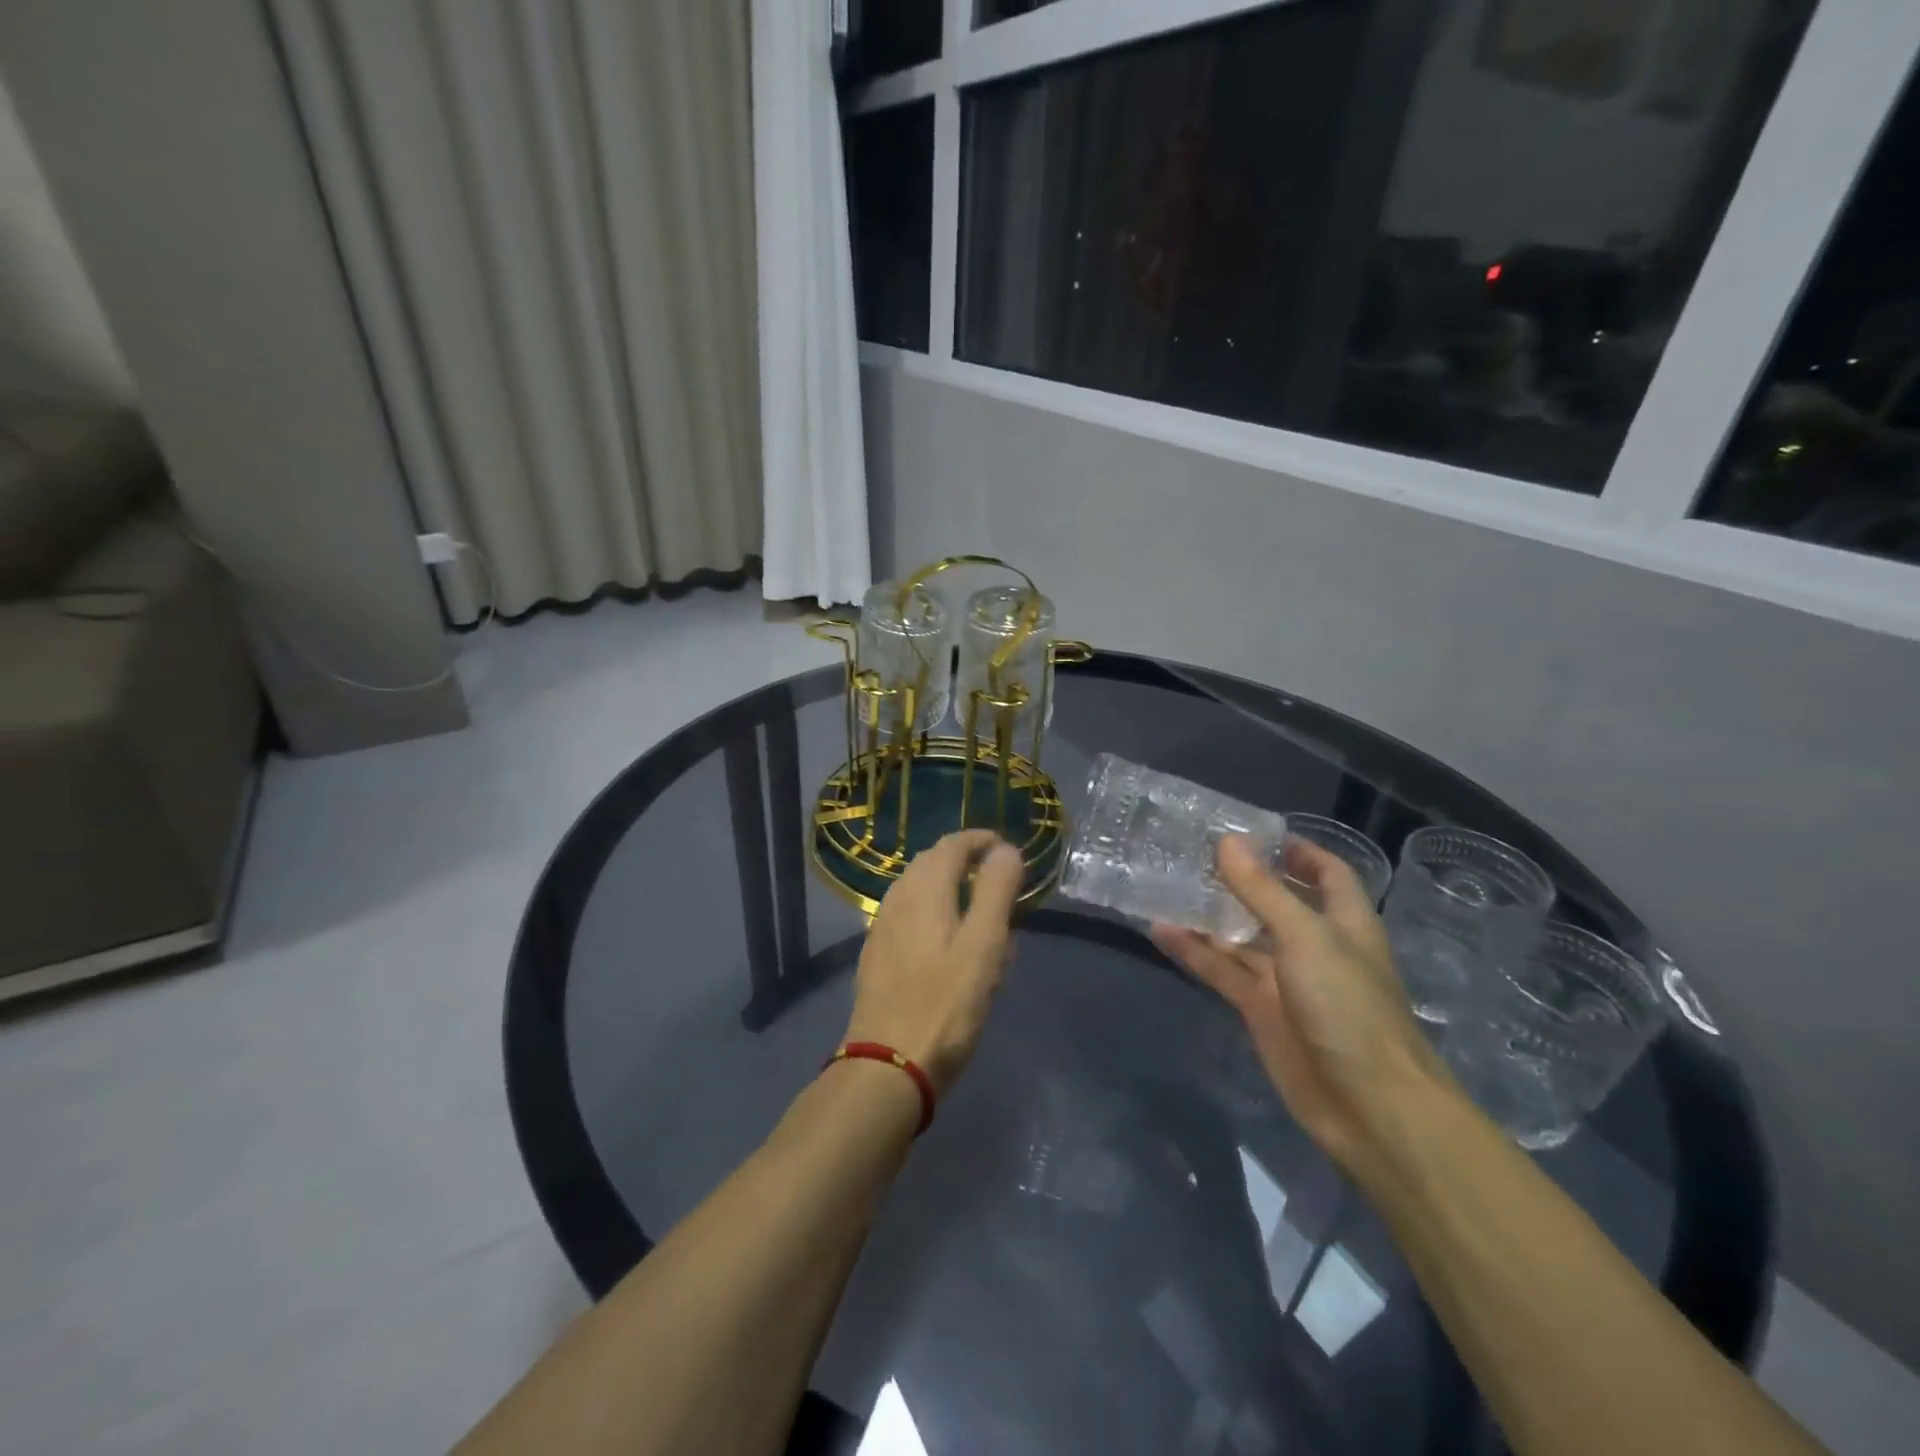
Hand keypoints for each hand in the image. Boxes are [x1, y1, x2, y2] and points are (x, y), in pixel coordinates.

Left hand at [844, 830, 1024, 1094]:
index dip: (980, 840)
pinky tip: (944, 940)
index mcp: (924, 890)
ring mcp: (882, 927)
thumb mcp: (984, 947)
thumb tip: (1005, 850)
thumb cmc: (945, 1006)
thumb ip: (995, 892)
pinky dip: (930, 909)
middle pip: (930, 862)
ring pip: (916, 889)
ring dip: (945, 884)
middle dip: (963, 860)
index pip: (952, 844)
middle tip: (996, 877)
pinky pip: (907, 914)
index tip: (1006, 848)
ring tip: (975, 906)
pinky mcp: (876, 955)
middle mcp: (897, 899)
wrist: (887, 1066)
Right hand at [1152, 835, 1443, 1179]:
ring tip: (1165, 884)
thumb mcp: (1306, 938)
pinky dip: (1194, 952)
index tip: (1251, 830)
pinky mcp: (1260, 1010)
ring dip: (1208, 914)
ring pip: (1241, 936)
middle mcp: (1314, 945)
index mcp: (1343, 921)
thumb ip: (1263, 890)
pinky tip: (1160, 931)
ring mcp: (1285, 979)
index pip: (1325, 872)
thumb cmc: (1350, 1009)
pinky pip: (1222, 971)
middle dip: (1240, 878)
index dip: (1296, 850)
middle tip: (1191, 851)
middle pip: (1275, 901)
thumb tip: (1227, 841)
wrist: (1368, 1108)